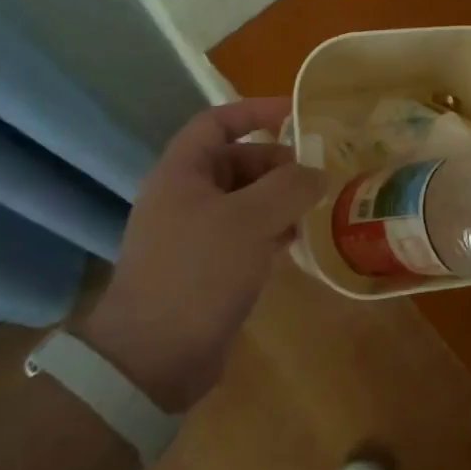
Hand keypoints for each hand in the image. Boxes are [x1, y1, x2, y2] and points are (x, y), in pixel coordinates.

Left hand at [80, 98, 325, 411]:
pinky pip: (244, 233)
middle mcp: (183, 197)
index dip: (256, 111)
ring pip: (244, 200)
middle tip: (317, 175)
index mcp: (181, 173)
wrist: (152, 358)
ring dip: (279, 198)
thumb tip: (318, 173)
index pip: (217, 122)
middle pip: (236, 161)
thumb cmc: (198, 272)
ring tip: (317, 207)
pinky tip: (298, 241)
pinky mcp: (205, 267)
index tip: (297, 114)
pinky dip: (271, 229)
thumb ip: (290, 187)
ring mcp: (192, 234)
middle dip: (277, 163)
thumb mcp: (250, 220)